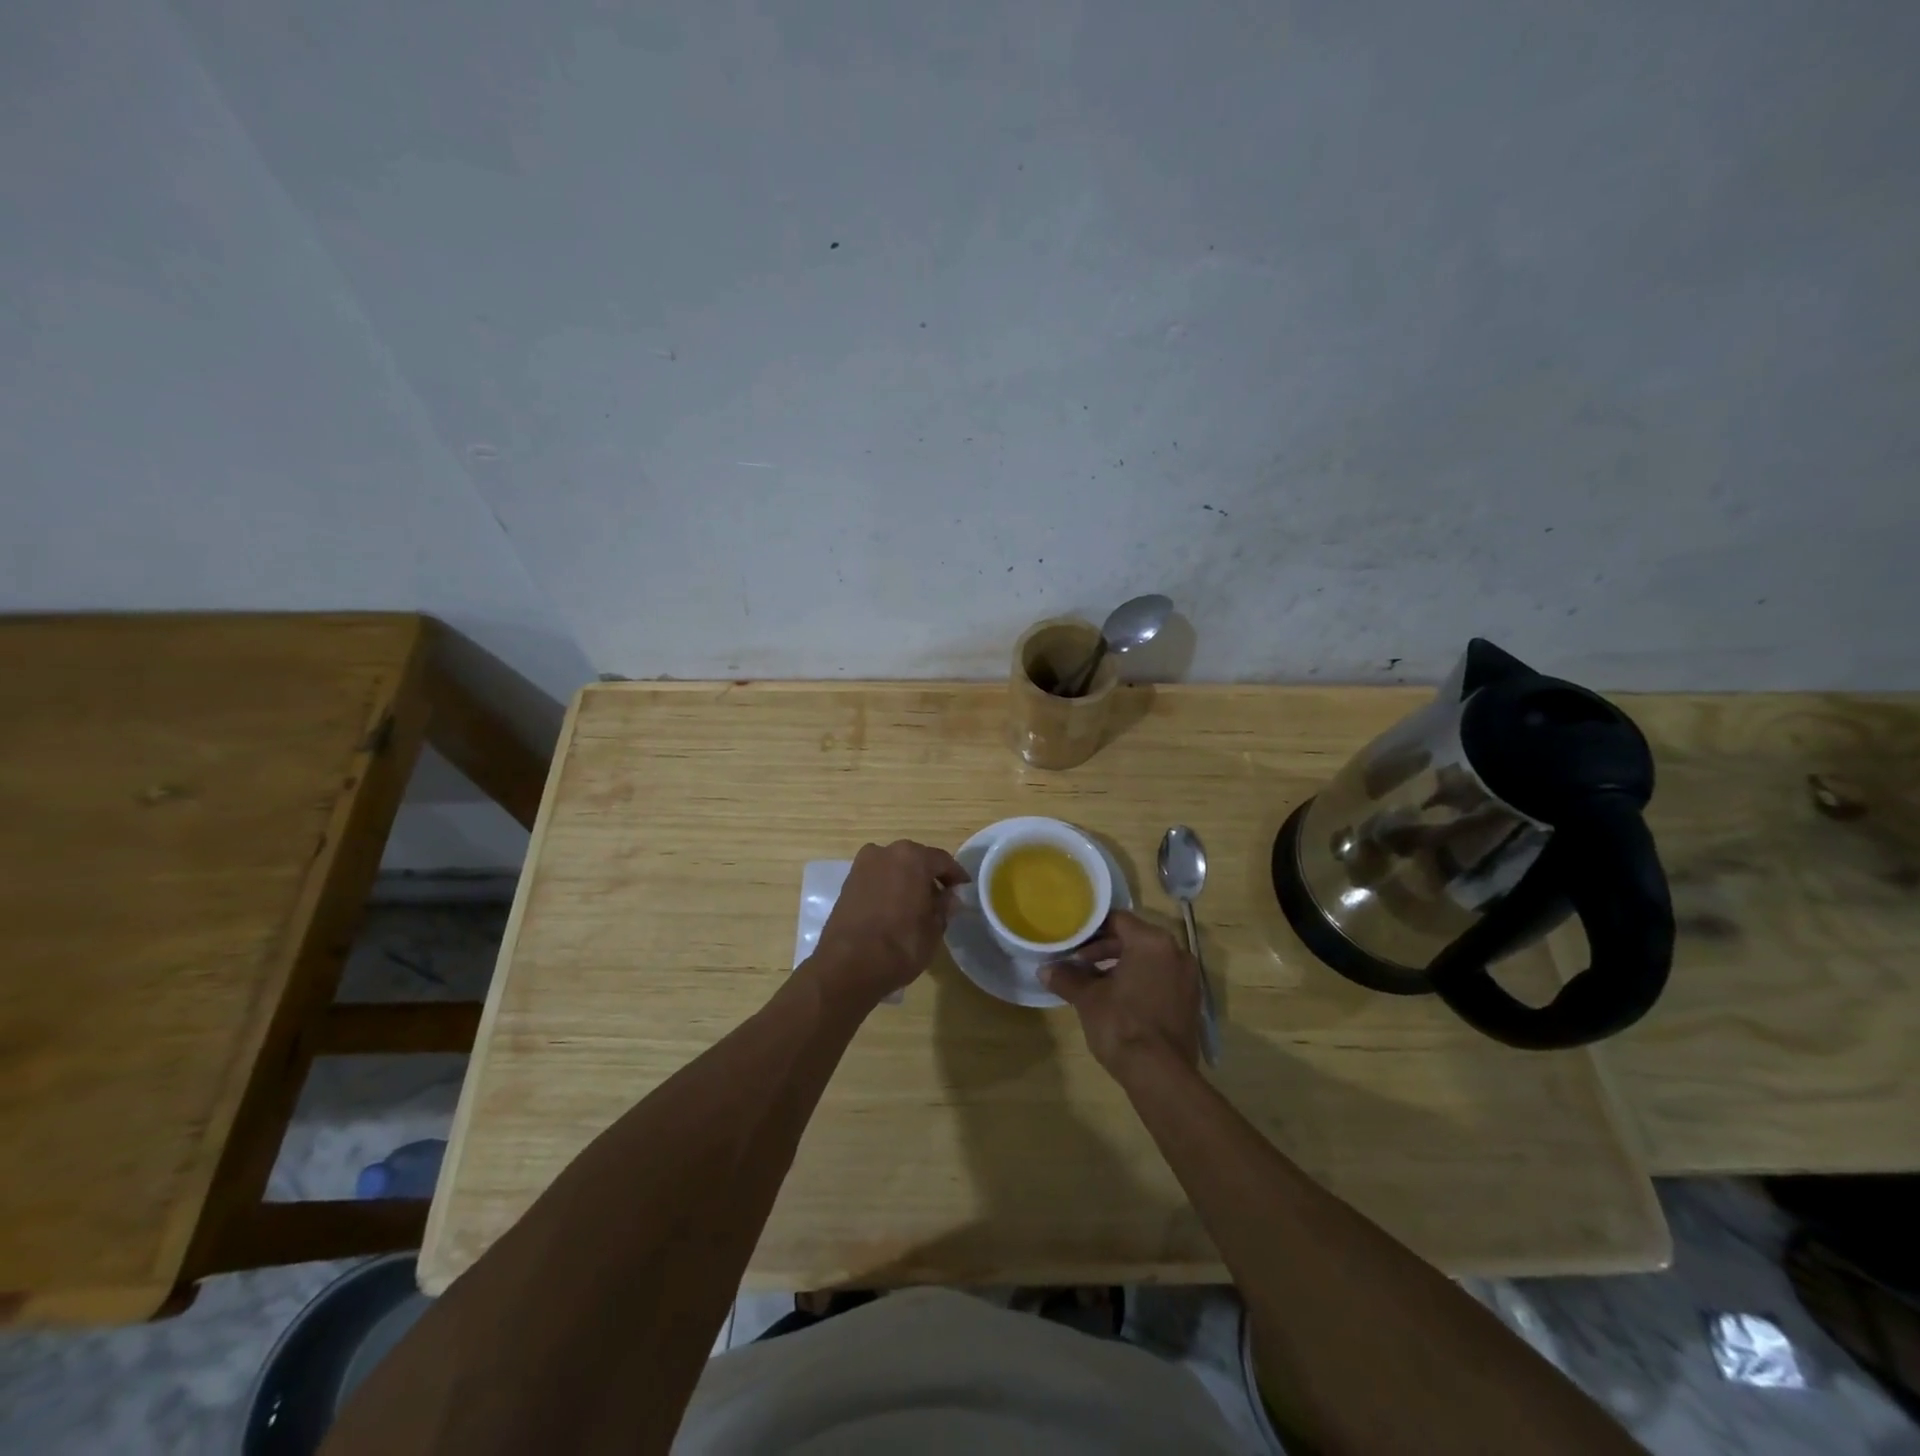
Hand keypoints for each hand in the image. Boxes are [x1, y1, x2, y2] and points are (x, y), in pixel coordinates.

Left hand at [809, 839, 970, 1008]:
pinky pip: (877, 879)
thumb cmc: (900, 944)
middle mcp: (885, 852)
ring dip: (907, 881)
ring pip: (894, 868)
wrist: (848, 965)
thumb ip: (944, 907)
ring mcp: (862, 866)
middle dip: (929, 877)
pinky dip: (888, 888)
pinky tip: (894, 910)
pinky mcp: (847, 883)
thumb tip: (950, 897)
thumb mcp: (934, 928)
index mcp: (912, 857)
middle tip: (941, 899)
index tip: (964, 890)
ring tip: (917, 906)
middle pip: (915, 860)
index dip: (956, 876)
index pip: (942, 860)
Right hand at [1043, 910, 1200, 1080]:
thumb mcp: (1088, 998)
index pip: (1118, 920)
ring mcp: (1188, 978)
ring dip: (1121, 967)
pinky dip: (1140, 982)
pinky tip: (1117, 1000)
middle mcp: (1176, 952)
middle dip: (1105, 949)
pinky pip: (1161, 979)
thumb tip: (1045, 969)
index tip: (1073, 942)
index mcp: (1152, 942)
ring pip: (1148, 960)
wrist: (1160, 1074)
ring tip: (1094, 983)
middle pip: (1134, 939)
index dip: (1092, 930)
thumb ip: (1067, 978)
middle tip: (1079, 963)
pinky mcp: (1191, 1001)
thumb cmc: (1121, 1024)